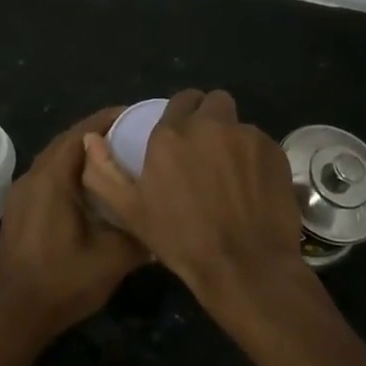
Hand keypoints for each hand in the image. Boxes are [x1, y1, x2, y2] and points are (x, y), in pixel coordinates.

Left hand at [0, 108, 150, 345]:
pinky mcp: (18, 210)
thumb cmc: (63, 282)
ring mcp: (20, 193)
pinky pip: (46, 177)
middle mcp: (32, 177)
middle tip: (131, 134)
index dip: (108, 119)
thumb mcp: (113, 258)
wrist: (15, 316)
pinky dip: (68, 171)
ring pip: (54, 159)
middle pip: (66, 142)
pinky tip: (90, 188)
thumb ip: (140, 232)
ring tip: (115, 156)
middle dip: (97, 133)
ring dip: (81, 153)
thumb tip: (162, 218)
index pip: (81, 132)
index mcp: (52, 179)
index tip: (136, 115)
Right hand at [80, 89, 309, 316]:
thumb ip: (104, 171)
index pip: (181, 99)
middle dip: (210, 117)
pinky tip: (252, 187)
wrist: (244, 266)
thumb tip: (91, 139)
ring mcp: (247, 136)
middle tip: (206, 149)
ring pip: (239, 123)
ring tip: (230, 174)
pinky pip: (261, 144)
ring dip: (232, 139)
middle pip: (214, 101)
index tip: (182, 138)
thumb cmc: (181, 240)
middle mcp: (211, 125)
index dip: (182, 115)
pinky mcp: (275, 152)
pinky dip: (255, 158)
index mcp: (172, 135)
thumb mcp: (130, 211)